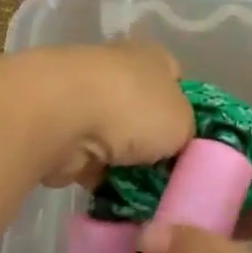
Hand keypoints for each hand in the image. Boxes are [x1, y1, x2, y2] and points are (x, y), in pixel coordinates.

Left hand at [30, 42, 196, 189]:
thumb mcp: (185, 123)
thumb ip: (186, 133)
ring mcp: (83, 99)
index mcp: (151, 56)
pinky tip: (115, 196)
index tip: (193, 141)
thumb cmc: (133, 108)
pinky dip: (98, 177)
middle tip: (171, 174)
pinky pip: (89, 160)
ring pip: (115, 138)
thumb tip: (175, 145)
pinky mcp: (58, 130)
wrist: (58, 117)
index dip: (187, 108)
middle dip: (152, 142)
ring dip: (124, 163)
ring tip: (146, 193)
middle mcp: (116, 70)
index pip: (176, 77)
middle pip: (143, 111)